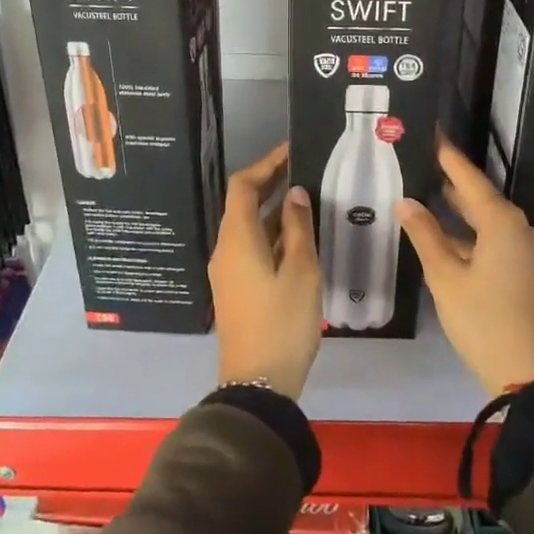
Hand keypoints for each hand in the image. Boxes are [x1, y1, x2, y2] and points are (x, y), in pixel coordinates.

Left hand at [209, 142, 321, 400]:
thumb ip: (298, 229)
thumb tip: (295, 194)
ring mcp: (228, 271)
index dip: (266, 164)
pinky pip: (251, 248)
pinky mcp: (236, 289)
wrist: (259, 382)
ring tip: (308, 199)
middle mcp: (225, 249)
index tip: (293, 151)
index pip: (243, 186)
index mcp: (237, 239)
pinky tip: (299, 237)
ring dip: (274, 211)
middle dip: (271, 184)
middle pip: (242, 205)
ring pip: (248, 228)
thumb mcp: (301, 271)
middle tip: (305, 170)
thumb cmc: (283, 322)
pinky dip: (272, 234)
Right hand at [397, 135, 533, 396]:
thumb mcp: (445, 276)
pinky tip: (444, 236)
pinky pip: (492, 238)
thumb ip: (425, 235)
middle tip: (424, 161)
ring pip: (486, 220)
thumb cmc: (482, 319)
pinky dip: (468, 232)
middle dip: (453, 181)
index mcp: (501, 223)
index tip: (434, 133)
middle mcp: (517, 229)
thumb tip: (406, 202)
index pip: (470, 179)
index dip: (449, 157)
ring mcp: (523, 251)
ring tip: (427, 193)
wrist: (527, 371)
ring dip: (459, 210)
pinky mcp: (522, 270)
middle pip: (481, 197)